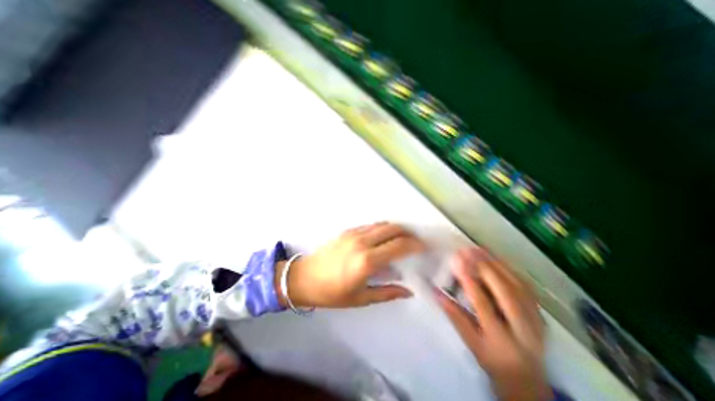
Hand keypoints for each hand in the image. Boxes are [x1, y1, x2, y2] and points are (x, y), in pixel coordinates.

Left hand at [276, 221, 425, 308]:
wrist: (304, 278)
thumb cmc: (332, 293)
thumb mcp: (361, 298)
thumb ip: (387, 293)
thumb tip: (408, 291)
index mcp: (367, 261)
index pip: (399, 245)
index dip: (415, 244)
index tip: (424, 247)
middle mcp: (362, 242)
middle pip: (394, 229)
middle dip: (408, 233)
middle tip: (415, 242)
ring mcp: (354, 233)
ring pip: (383, 224)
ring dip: (396, 229)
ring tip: (402, 239)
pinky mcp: (347, 230)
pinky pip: (371, 225)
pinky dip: (382, 229)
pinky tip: (384, 238)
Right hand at [436, 247, 552, 400]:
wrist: (527, 379)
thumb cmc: (493, 360)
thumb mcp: (471, 343)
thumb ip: (454, 316)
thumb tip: (437, 292)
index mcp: (502, 339)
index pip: (483, 304)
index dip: (469, 281)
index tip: (456, 262)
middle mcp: (523, 328)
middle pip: (505, 292)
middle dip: (485, 267)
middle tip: (468, 250)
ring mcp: (536, 319)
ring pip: (518, 285)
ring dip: (497, 264)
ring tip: (480, 248)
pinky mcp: (540, 312)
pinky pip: (525, 285)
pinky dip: (510, 269)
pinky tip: (496, 258)